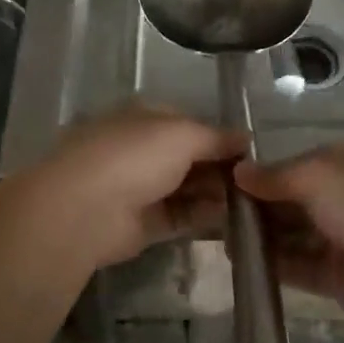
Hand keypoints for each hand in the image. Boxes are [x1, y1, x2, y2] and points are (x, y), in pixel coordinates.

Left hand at [22, 102, 244, 266]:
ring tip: (255, 203)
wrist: (85, 209)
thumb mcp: (183, 134)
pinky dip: (206, 218)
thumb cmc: (134, 156)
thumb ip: (217, 137)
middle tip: (258, 182)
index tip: (252, 152)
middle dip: (222, 167)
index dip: (220, 136)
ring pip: (188, 188)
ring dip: (217, 194)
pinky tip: (234, 222)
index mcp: (146, 118)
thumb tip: (246, 138)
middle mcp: (142, 150)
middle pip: (191, 158)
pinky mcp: (143, 224)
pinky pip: (182, 217)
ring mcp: (141, 187)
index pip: (190, 123)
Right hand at [234, 139, 343, 324]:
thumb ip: (275, 175)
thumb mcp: (316, 175)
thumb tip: (239, 171)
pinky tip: (241, 262)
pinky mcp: (339, 275)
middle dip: (259, 204)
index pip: (298, 162)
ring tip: (220, 237)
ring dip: (261, 235)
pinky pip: (299, 265)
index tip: (226, 181)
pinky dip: (272, 263)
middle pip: (294, 198)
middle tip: (215, 212)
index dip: (264, 172)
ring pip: (294, 232)